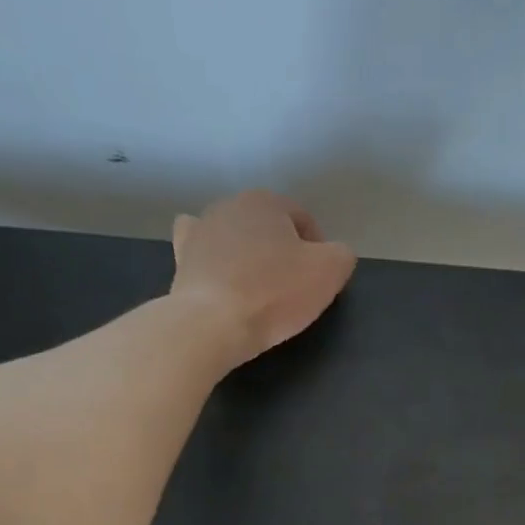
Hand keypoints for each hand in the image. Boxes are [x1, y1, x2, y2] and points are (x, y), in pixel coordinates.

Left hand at [170, 191, 356, 362]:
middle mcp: (232, 204)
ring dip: (249, 256)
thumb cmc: (274, 294)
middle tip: (292, 289)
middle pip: (268, 227)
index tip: (320, 282)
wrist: (213, 322)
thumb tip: (336, 255)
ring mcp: (202, 228)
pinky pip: (203, 250)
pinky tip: (220, 275)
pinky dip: (214, 260)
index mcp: (268, 202)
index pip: (304, 220)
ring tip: (258, 290)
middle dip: (282, 251)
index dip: (319, 250)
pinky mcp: (183, 256)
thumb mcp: (329, 273)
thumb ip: (341, 256)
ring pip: (236, 237)